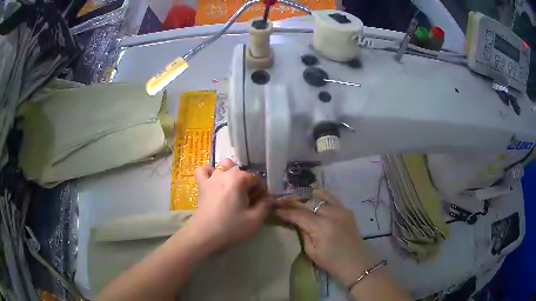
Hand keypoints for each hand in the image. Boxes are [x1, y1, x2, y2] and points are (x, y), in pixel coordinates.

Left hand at [187, 158, 273, 251]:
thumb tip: (270, 199)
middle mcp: (225, 173)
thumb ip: (265, 206)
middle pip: (241, 171)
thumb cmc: (231, 227)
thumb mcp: (255, 220)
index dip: (262, 189)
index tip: (262, 202)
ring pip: (223, 166)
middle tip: (249, 199)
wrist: (205, 235)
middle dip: (248, 182)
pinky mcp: (201, 185)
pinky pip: (203, 170)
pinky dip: (210, 172)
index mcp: (239, 179)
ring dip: (231, 174)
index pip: (256, 177)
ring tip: (233, 189)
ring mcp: (211, 178)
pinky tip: (214, 182)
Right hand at [276, 190, 370, 285]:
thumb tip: (297, 222)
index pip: (300, 215)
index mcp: (322, 227)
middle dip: (295, 203)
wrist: (355, 262)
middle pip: (309, 203)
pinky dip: (322, 196)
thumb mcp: (311, 251)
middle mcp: (332, 214)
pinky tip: (314, 196)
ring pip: (320, 197)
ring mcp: (341, 210)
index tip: (276, 209)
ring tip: (297, 199)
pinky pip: (332, 198)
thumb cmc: (331, 261)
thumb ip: (303, 234)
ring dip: (307, 198)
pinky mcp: (347, 210)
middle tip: (284, 203)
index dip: (287, 212)